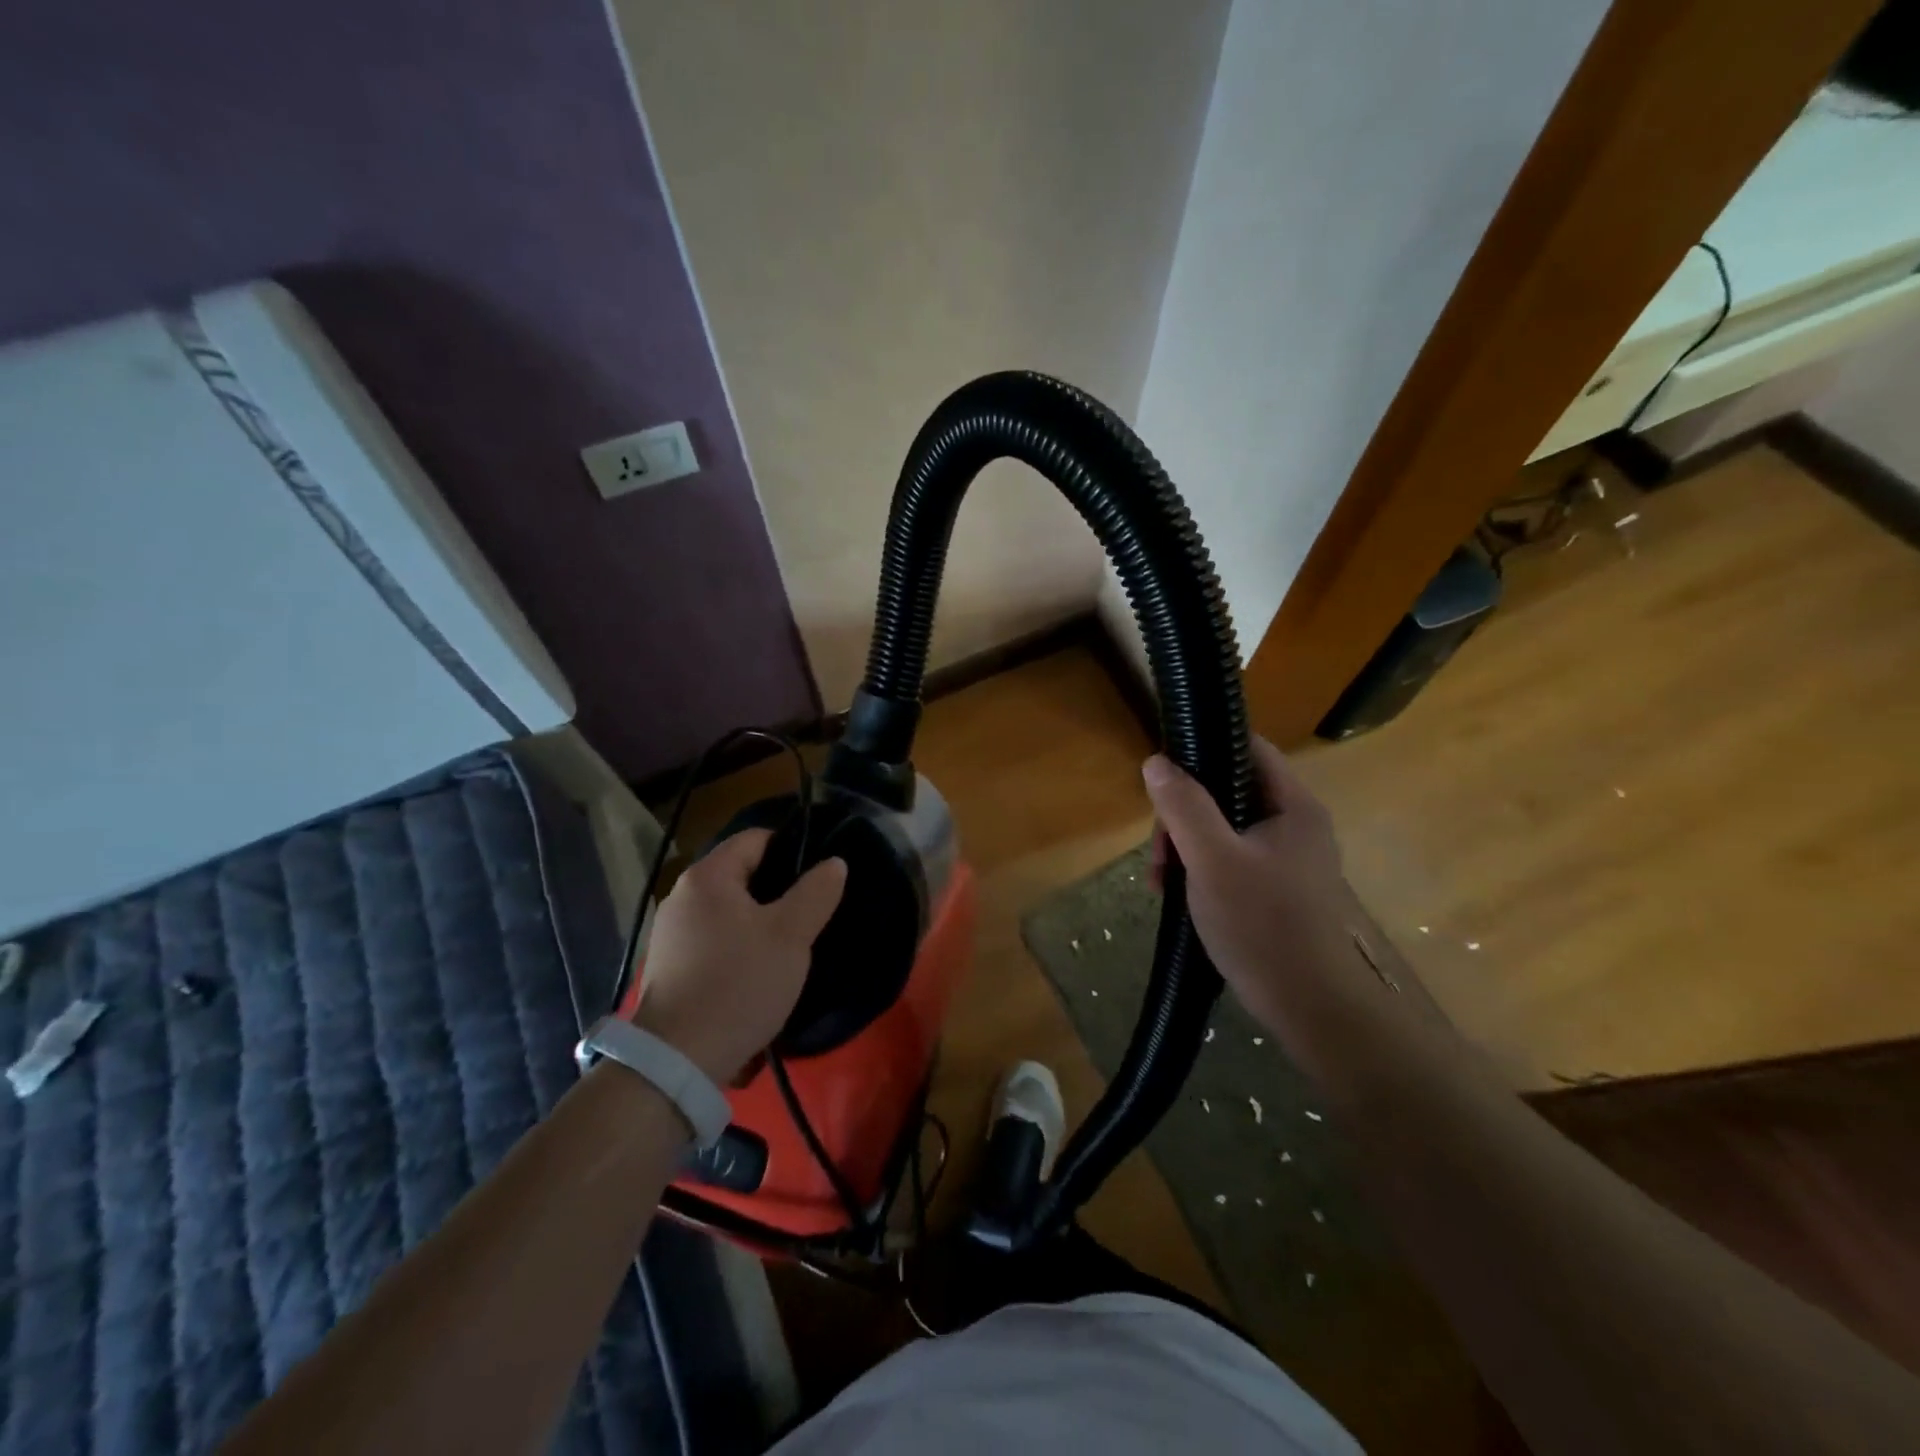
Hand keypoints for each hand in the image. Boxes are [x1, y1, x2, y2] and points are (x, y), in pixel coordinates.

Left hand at [632, 829, 846, 1081]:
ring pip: (729, 909)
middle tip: (812, 912)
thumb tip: (833, 862)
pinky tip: (758, 969)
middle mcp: (682, 895)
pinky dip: (739, 943)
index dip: (792, 849)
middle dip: (779, 888)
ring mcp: (670, 932)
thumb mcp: (791, 935)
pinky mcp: (669, 965)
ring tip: (791, 942)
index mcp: (708, 877)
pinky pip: (714, 937)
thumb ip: (816, 892)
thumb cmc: (739, 985)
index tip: (820, 875)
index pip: (756, 839)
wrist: (678, 1062)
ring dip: (760, 919)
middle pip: (741, 873)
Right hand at [1144, 737, 1387, 1060]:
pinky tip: (1177, 897)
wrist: (1313, 1010)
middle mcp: (1294, 825)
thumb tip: (1156, 761)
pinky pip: (1228, 861)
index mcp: (1292, 806)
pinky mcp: (1275, 891)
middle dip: (1183, 815)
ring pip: (1222, 830)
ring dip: (1185, 847)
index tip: (1162, 773)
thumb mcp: (1212, 860)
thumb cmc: (1263, 926)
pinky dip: (1199, 871)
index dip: (1204, 747)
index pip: (1248, 748)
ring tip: (1161, 883)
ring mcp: (1285, 860)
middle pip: (1227, 792)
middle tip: (1159, 852)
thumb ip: (1184, 807)